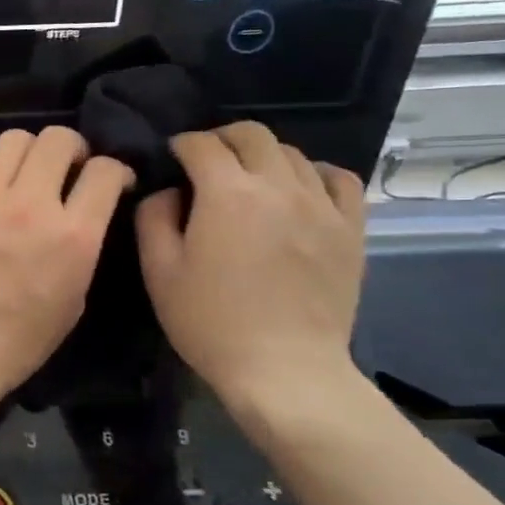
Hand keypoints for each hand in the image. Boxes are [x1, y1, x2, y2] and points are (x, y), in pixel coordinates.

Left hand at [0, 127, 132, 409]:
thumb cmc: (18, 341)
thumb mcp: (74, 299)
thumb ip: (83, 246)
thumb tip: (83, 214)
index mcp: (72, 235)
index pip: (105, 170)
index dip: (116, 171)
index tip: (111, 183)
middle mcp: (30, 204)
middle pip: (59, 138)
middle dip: (73, 150)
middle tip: (69, 170)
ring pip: (15, 138)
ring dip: (31, 152)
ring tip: (27, 176)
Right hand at [135, 123, 365, 405]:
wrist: (284, 369)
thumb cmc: (211, 323)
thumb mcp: (159, 272)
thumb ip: (153, 219)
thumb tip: (168, 192)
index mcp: (226, 194)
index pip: (201, 144)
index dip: (181, 145)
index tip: (172, 158)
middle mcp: (278, 186)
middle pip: (251, 135)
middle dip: (222, 139)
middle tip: (206, 163)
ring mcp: (321, 205)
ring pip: (292, 153)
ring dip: (263, 157)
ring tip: (249, 182)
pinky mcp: (351, 229)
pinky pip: (339, 179)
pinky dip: (315, 174)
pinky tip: (300, 190)